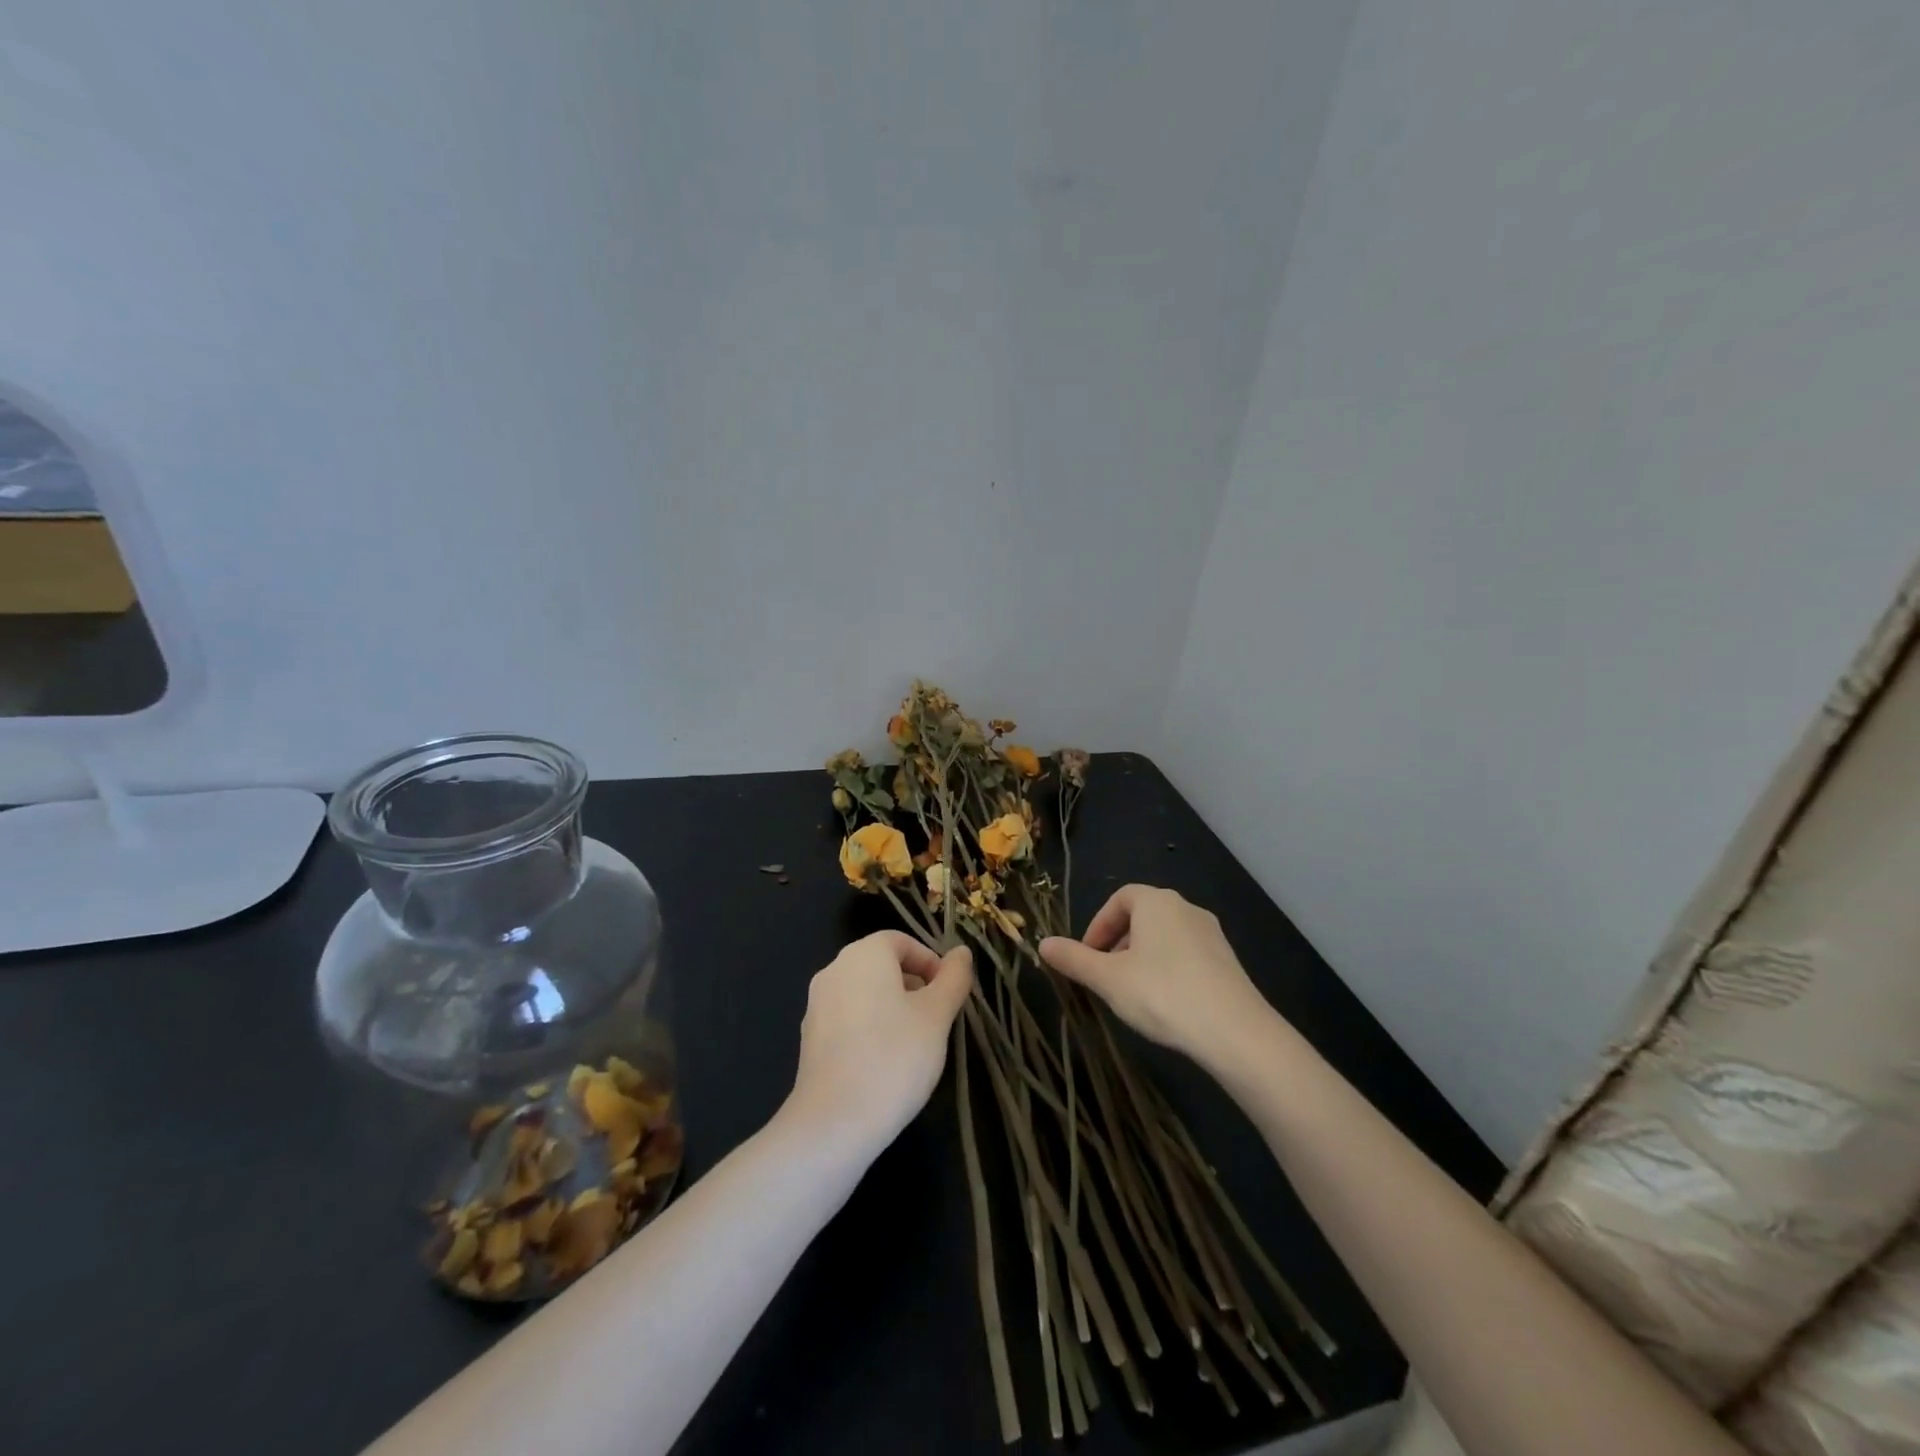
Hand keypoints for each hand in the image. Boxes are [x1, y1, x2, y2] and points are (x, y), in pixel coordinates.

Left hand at [782, 931, 973, 1154]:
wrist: (834, 1122)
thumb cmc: (895, 1058)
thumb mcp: (937, 1016)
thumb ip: (953, 979)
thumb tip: (961, 952)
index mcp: (864, 955)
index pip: (901, 941)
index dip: (930, 961)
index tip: (948, 993)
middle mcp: (835, 969)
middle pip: (881, 964)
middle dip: (913, 984)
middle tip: (937, 1019)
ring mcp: (817, 1003)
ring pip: (865, 991)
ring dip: (893, 1006)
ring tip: (915, 1043)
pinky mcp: (811, 1036)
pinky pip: (848, 1016)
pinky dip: (870, 1026)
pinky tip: (886, 1061)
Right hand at [1040, 886, 1271, 1068]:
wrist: (1236, 1033)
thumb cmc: (1163, 995)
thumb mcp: (1108, 979)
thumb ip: (1074, 960)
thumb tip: (1043, 943)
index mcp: (1156, 902)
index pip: (1119, 898)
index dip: (1098, 925)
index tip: (1087, 957)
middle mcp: (1186, 908)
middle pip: (1142, 916)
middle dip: (1118, 943)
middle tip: (1105, 977)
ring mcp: (1212, 934)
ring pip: (1165, 937)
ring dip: (1142, 957)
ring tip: (1132, 993)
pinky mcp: (1228, 961)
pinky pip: (1187, 955)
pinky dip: (1168, 969)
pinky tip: (1165, 1003)